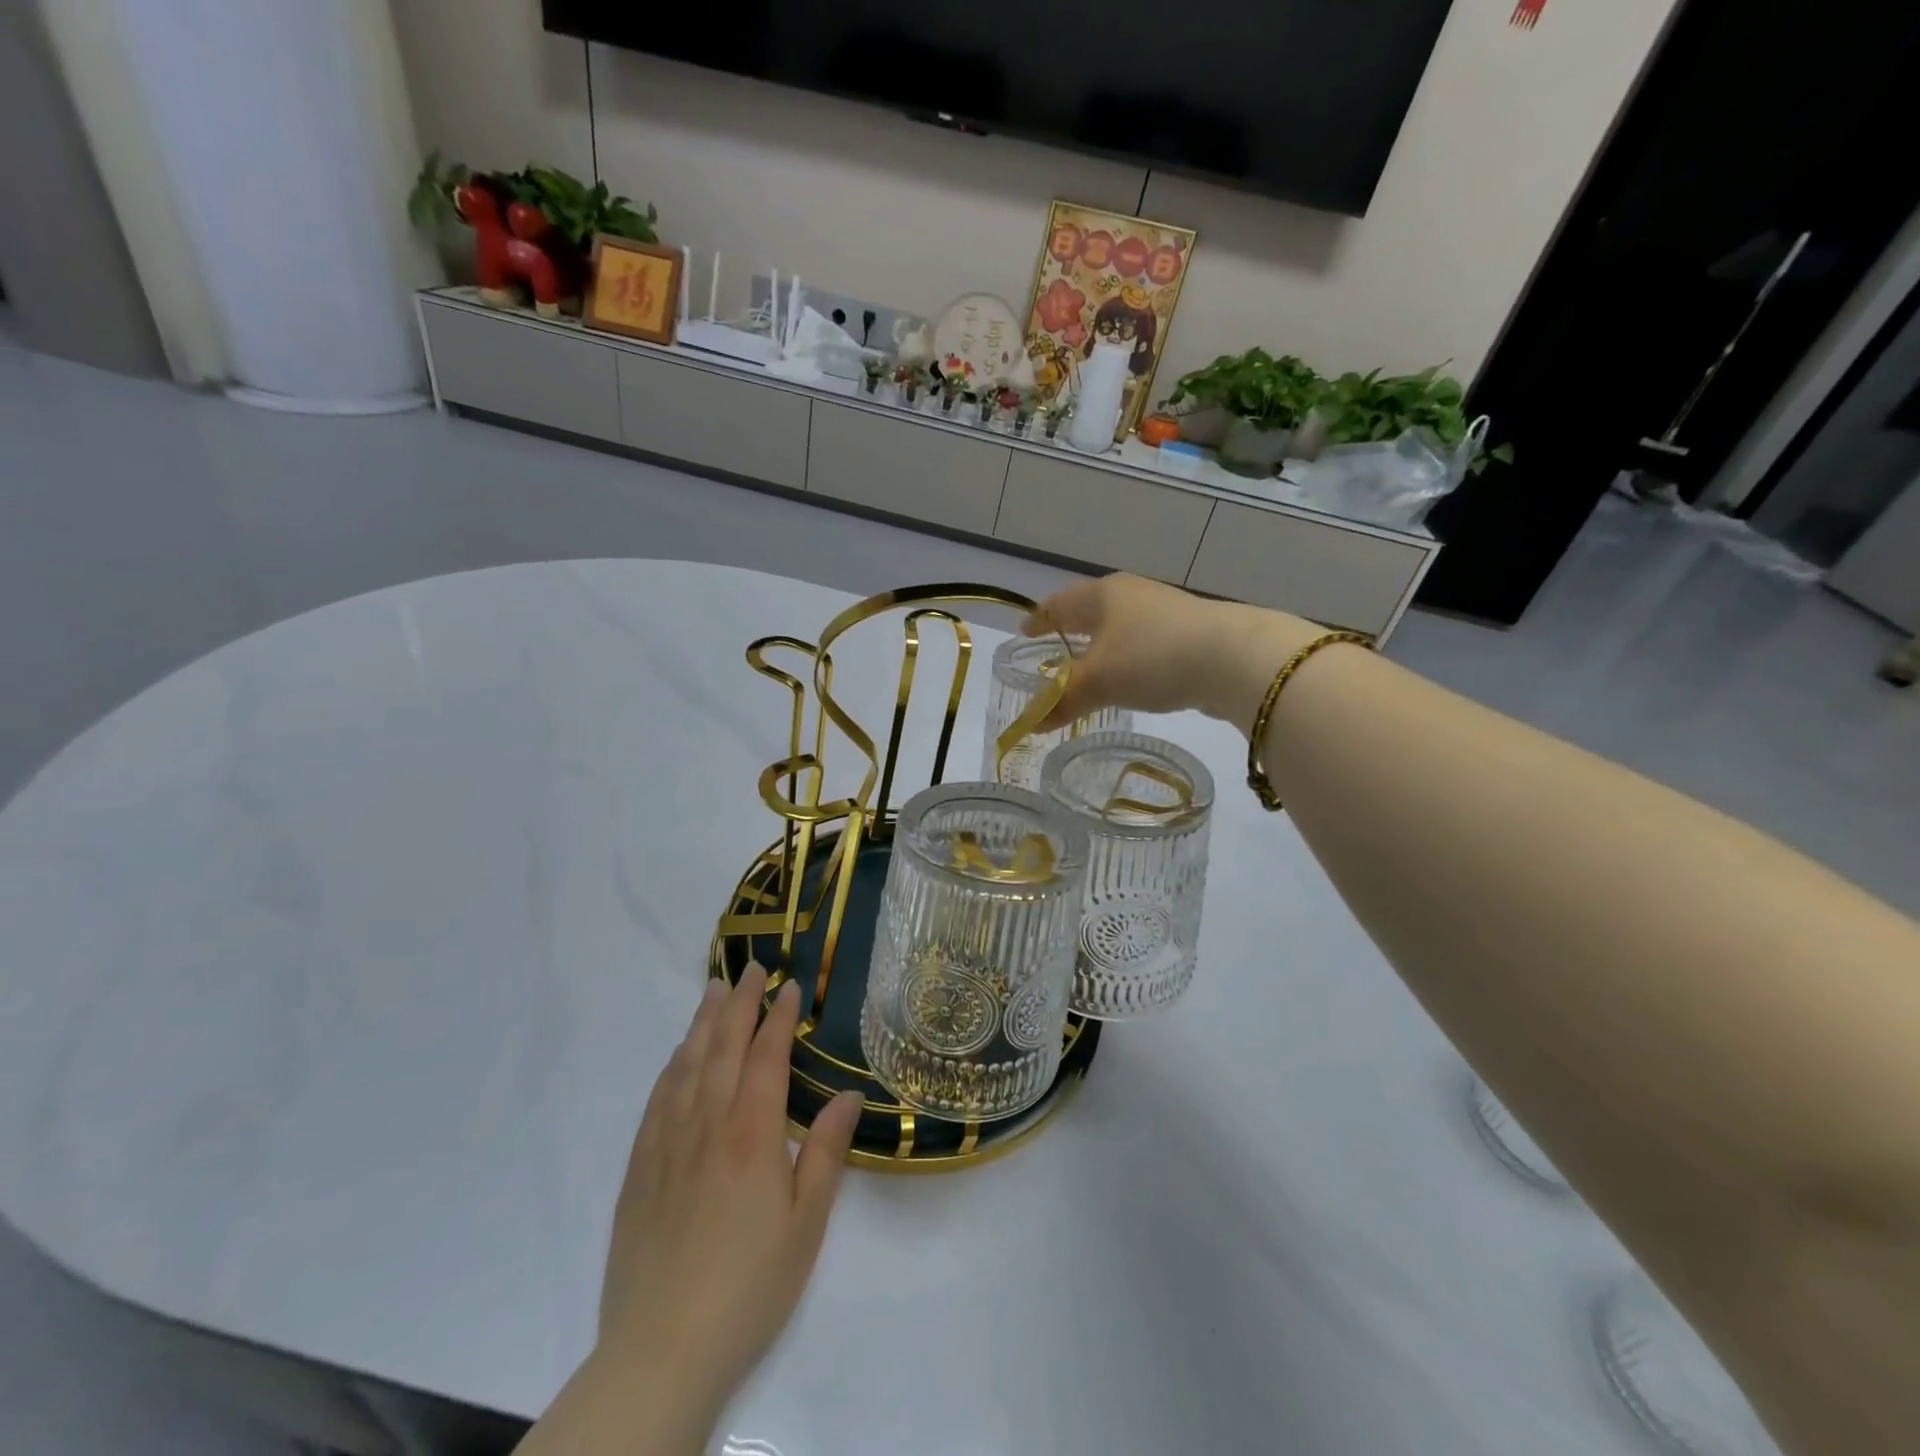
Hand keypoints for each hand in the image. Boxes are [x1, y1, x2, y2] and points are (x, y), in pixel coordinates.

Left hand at [596, 967, 862, 1440]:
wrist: (661, 1349)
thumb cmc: (750, 1284)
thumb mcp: (807, 1222)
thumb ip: (826, 1150)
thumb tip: (849, 1094)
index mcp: (752, 1132)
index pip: (767, 1055)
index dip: (779, 1016)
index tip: (789, 986)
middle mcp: (707, 1123)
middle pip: (724, 1046)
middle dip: (739, 1003)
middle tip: (751, 969)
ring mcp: (668, 1142)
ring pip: (688, 1064)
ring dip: (704, 1022)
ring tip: (714, 990)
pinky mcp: (640, 1167)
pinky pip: (658, 1097)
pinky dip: (673, 1065)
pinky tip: (680, 1054)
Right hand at [1023, 575, 1317, 733]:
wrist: (1234, 658)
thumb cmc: (1152, 658)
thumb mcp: (1099, 682)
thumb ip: (1063, 700)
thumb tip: (1031, 725)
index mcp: (1103, 595)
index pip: (1059, 603)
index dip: (1039, 619)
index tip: (1023, 631)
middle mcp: (1132, 596)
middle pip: (1091, 611)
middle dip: (1071, 629)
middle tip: (1052, 647)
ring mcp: (1165, 613)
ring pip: (1120, 628)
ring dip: (1102, 646)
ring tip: (1089, 667)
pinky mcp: (1190, 635)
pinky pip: (1144, 644)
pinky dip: (1128, 659)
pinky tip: (1131, 678)